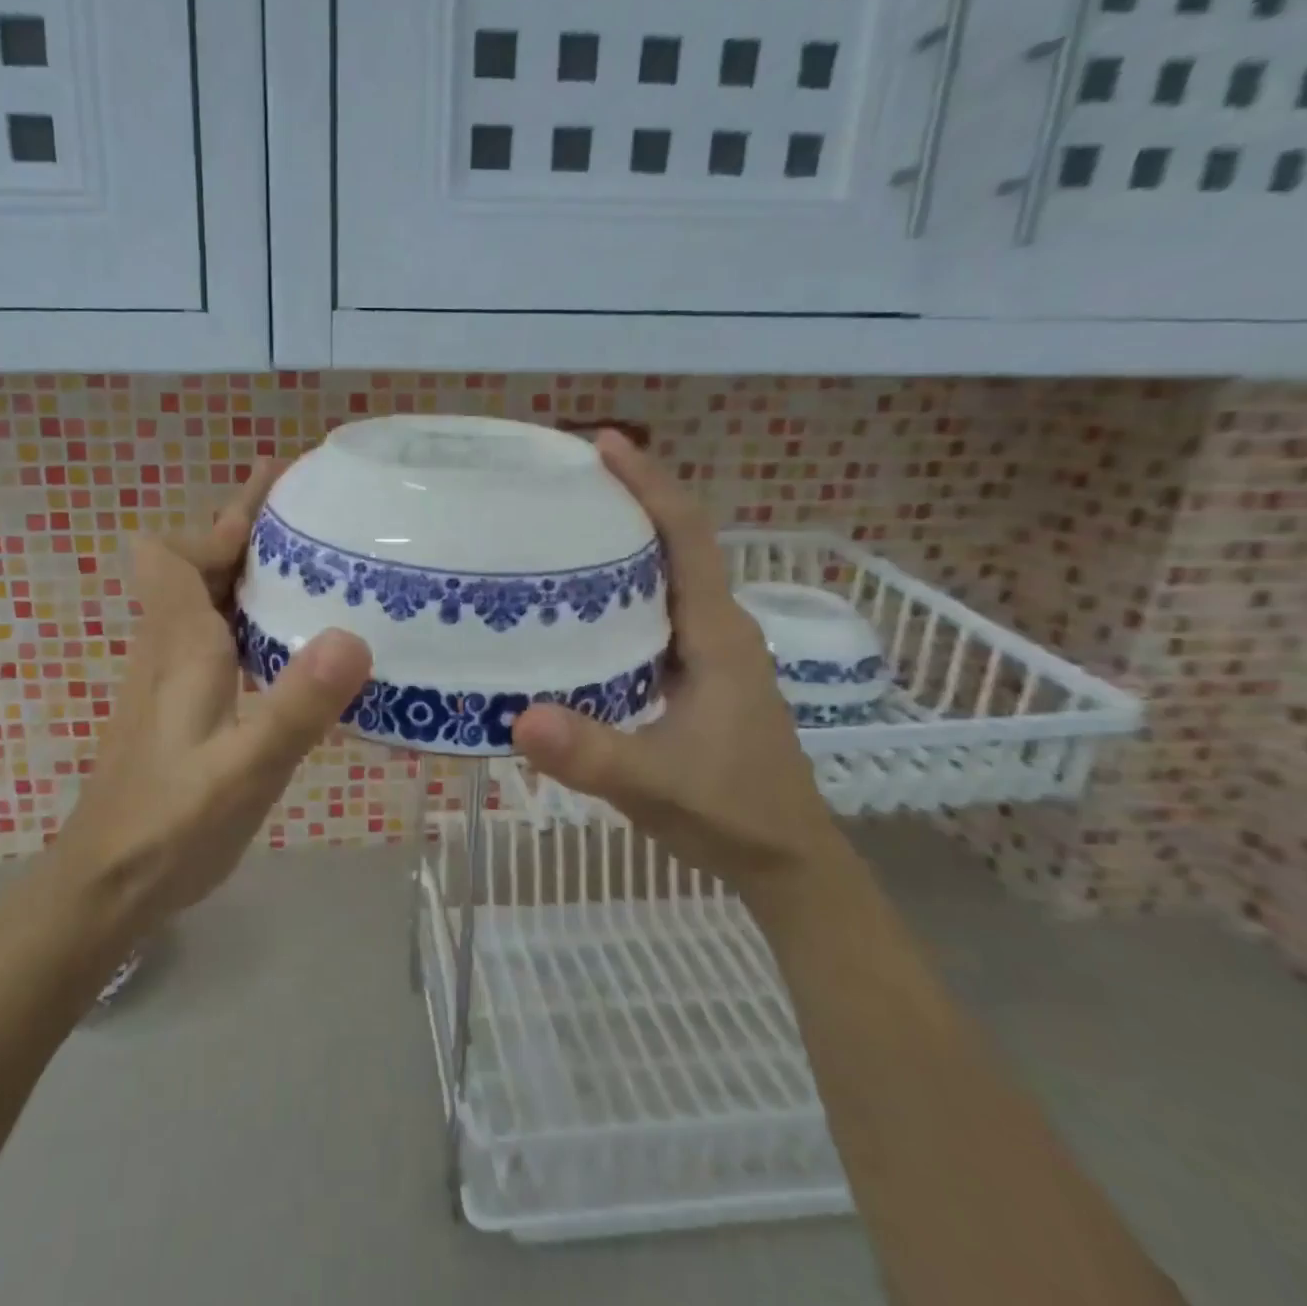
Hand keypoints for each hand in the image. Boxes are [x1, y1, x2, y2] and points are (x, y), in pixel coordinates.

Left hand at [55, 463, 372, 934]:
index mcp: (179, 645)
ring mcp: (168, 678)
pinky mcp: (177, 706)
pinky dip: (246, 616)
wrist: (106, 888)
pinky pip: (211, 636)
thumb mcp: (246, 771)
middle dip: (243, 531)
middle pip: (191, 565)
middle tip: (311, 512)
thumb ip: (296, 706)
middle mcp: (167, 649)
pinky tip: (290, 641)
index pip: (174, 552)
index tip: (277, 494)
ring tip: (312, 563)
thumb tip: (353, 635)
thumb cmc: (171, 827)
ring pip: (202, 600)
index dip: (220, 519)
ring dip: (246, 571)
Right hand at [511, 433, 842, 893]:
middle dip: (628, 501)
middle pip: (676, 544)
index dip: (650, 484)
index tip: (604, 445)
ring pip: (666, 578)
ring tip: (561, 530)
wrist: (787, 861)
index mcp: (717, 635)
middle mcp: (717, 629)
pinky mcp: (696, 675)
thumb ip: (592, 754)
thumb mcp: (656, 784)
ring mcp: (709, 652)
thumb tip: (519, 717)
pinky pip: (656, 613)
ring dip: (624, 544)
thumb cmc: (732, 813)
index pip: (688, 538)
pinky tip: (579, 607)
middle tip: (562, 484)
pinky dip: (622, 592)